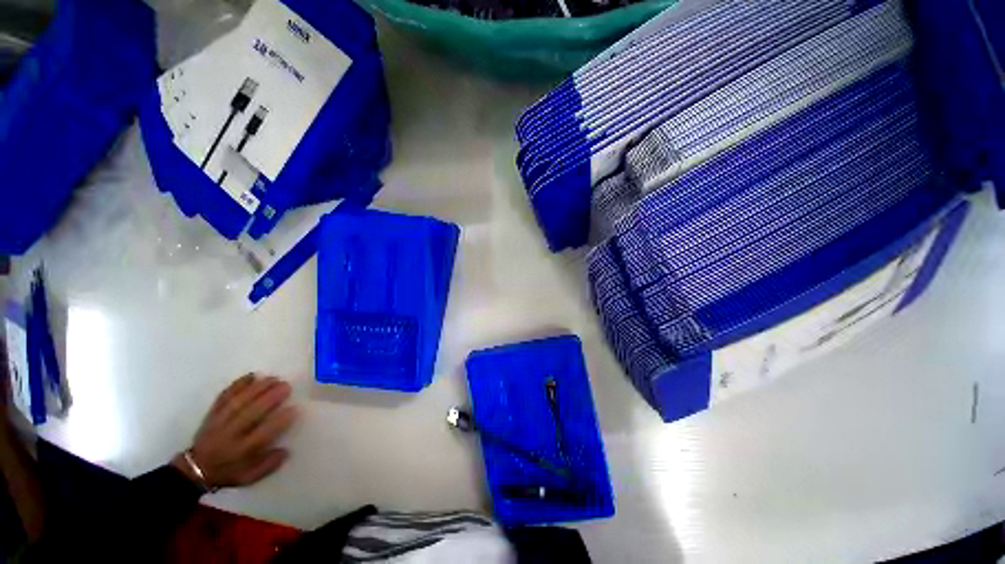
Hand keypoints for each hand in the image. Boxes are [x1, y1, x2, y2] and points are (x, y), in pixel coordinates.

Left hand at [173, 374, 297, 489]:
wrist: (195, 469)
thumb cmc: (229, 472)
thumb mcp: (249, 477)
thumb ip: (268, 465)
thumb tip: (285, 451)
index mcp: (240, 452)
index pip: (262, 435)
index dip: (279, 422)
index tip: (294, 409)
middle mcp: (229, 435)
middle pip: (249, 414)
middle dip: (269, 398)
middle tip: (286, 386)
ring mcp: (219, 423)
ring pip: (237, 402)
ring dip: (256, 388)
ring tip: (273, 378)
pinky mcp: (212, 414)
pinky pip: (224, 397)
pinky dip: (237, 385)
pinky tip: (252, 376)